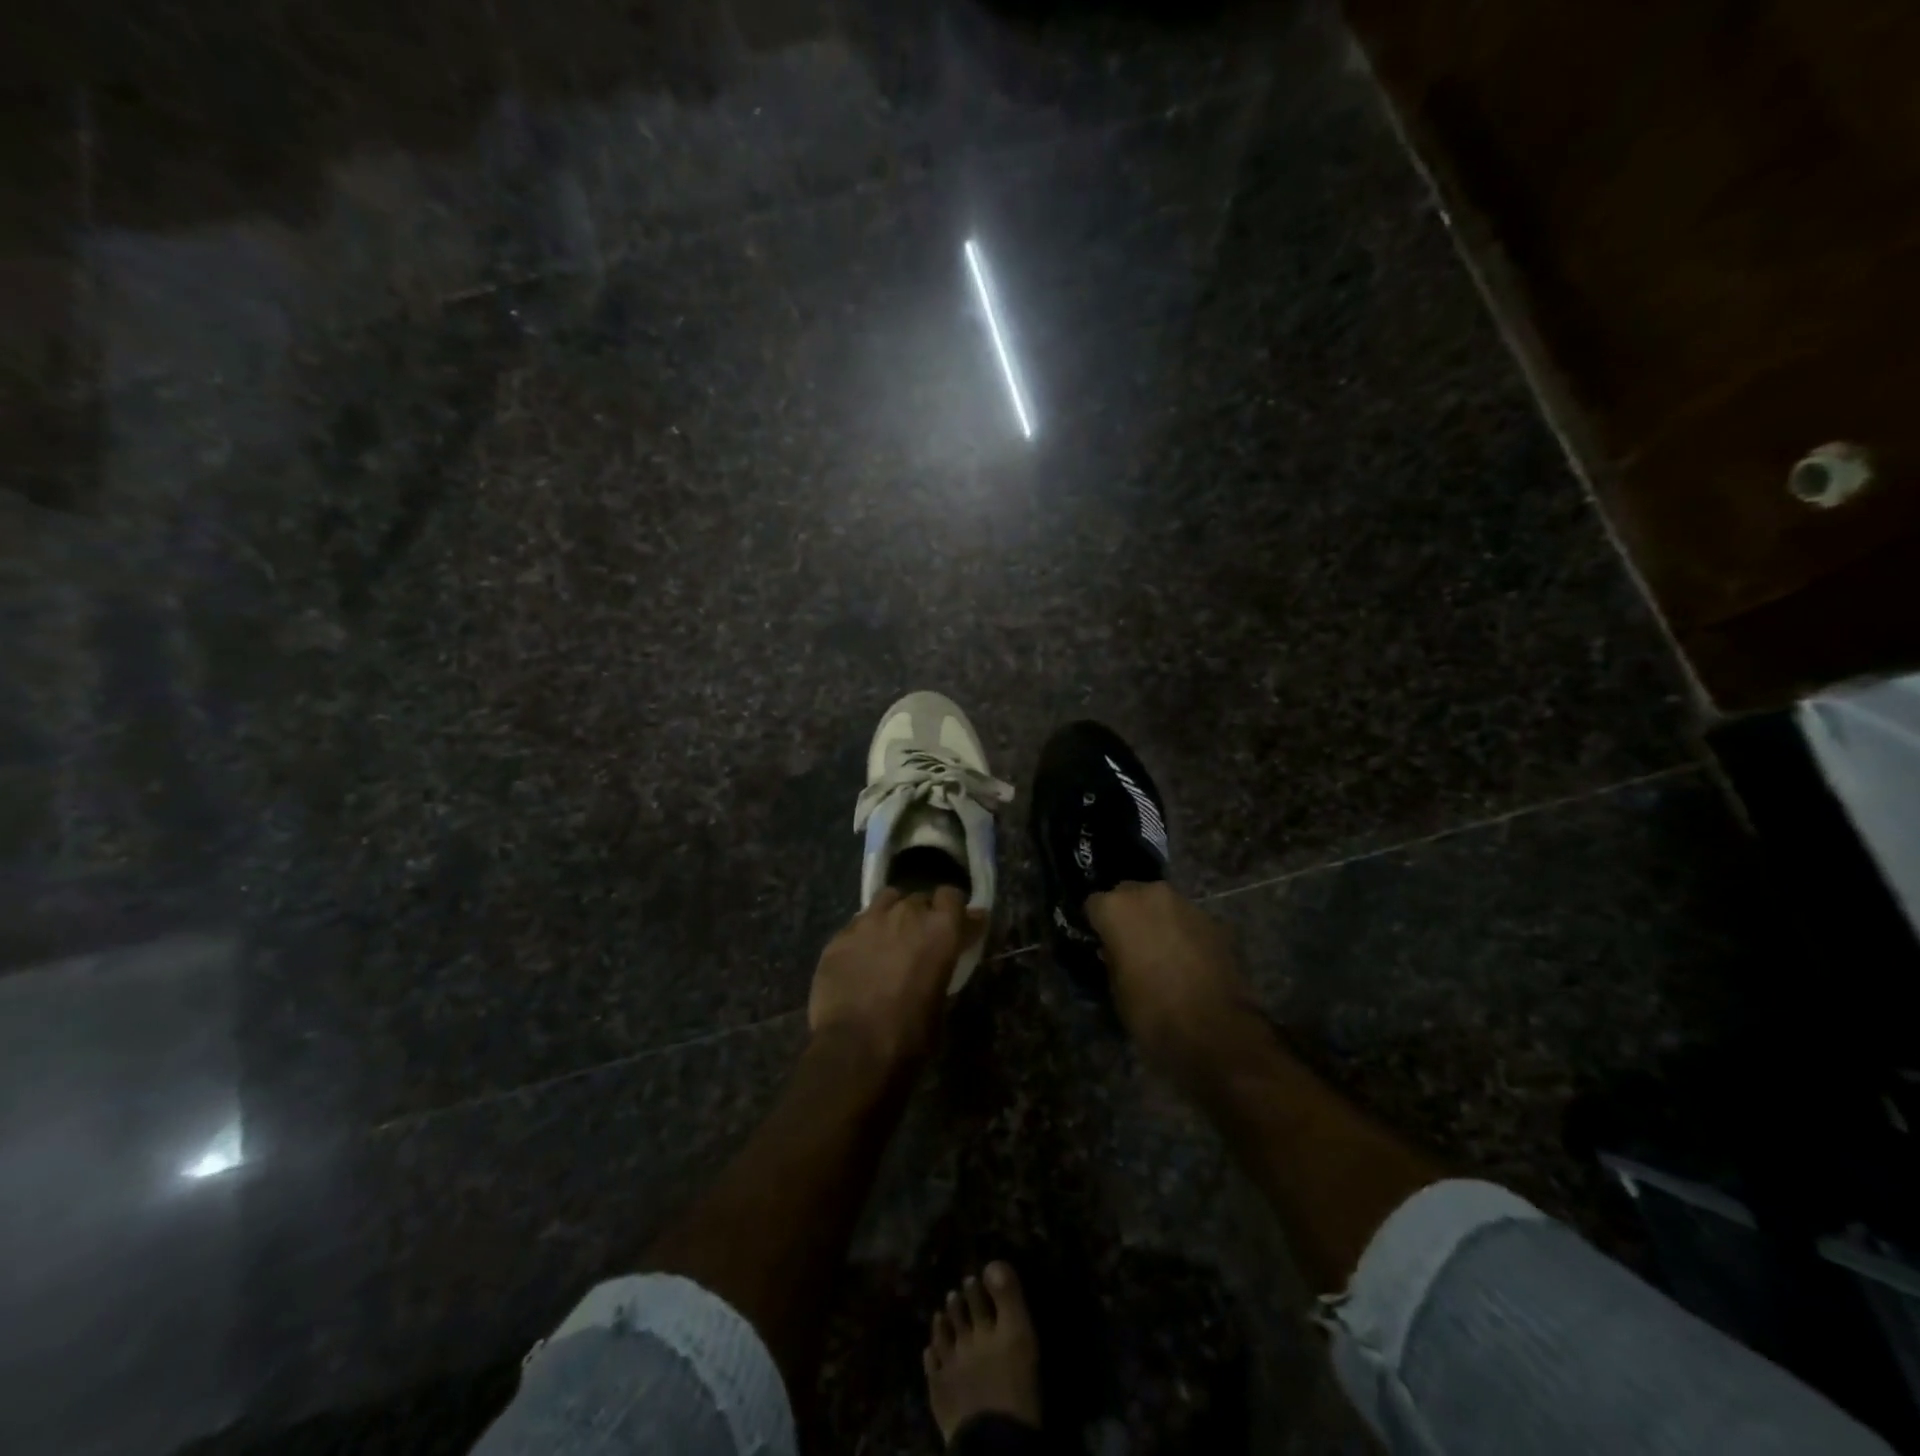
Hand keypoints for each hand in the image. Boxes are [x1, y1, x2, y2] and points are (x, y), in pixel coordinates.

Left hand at [808, 887, 982, 1071]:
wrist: (854, 1048)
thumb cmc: (910, 1033)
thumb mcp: (942, 998)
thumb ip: (946, 961)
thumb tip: (948, 949)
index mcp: (940, 929)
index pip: (953, 896)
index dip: (955, 910)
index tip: (958, 926)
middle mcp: (906, 914)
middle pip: (919, 898)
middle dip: (923, 915)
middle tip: (920, 940)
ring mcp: (869, 920)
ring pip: (887, 900)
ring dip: (893, 914)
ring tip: (890, 937)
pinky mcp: (840, 935)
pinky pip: (858, 923)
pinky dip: (865, 934)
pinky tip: (861, 956)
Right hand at [1086, 881, 1261, 1080]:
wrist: (1214, 1029)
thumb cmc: (1151, 1011)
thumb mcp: (1116, 988)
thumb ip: (1112, 958)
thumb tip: (1116, 950)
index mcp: (1116, 908)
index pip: (1094, 904)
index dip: (1096, 924)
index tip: (1100, 942)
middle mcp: (1149, 894)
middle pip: (1129, 894)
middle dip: (1128, 915)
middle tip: (1130, 945)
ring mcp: (1185, 904)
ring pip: (1161, 904)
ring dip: (1157, 921)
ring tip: (1161, 953)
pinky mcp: (1213, 920)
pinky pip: (1187, 920)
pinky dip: (1183, 933)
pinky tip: (1187, 961)